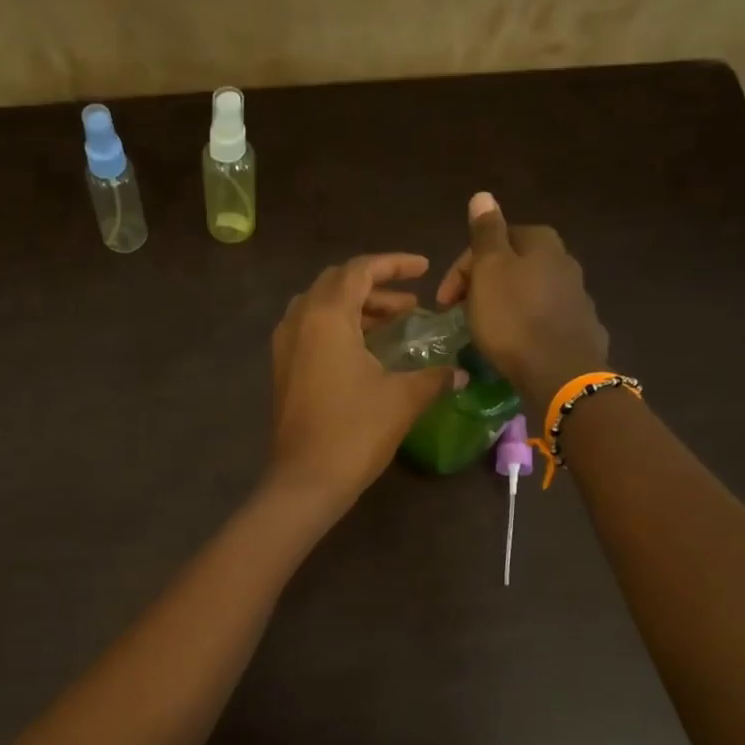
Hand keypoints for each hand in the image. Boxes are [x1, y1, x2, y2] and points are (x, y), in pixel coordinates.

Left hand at [267, 254, 457, 510]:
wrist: (306, 480)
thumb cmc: (355, 432)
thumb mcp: (402, 399)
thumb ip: (434, 376)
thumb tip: (462, 372)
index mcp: (325, 316)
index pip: (359, 270)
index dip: (394, 264)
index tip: (423, 269)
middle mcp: (299, 321)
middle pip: (336, 284)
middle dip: (375, 286)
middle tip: (409, 303)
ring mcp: (285, 346)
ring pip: (320, 307)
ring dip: (356, 308)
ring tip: (393, 324)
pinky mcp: (283, 370)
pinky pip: (310, 331)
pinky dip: (338, 328)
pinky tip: (366, 351)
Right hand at [436, 192, 610, 410]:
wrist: (559, 372)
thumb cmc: (513, 318)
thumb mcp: (489, 271)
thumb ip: (486, 233)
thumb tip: (483, 195)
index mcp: (541, 242)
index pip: (494, 239)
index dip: (463, 266)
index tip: (445, 299)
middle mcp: (565, 261)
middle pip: (513, 264)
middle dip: (483, 284)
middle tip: (461, 312)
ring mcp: (576, 296)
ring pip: (528, 291)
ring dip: (503, 304)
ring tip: (484, 329)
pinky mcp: (580, 328)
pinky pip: (542, 318)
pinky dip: (523, 324)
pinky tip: (513, 343)